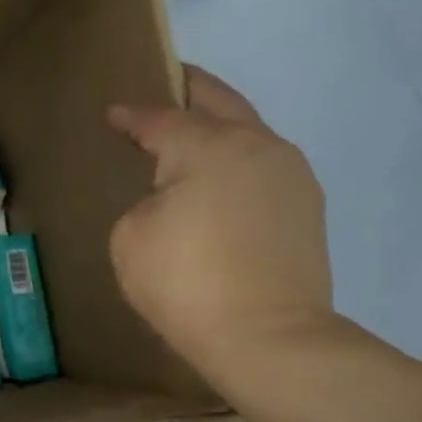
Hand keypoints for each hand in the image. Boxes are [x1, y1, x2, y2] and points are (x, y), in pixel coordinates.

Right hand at [108, 69, 334, 391]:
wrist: (269, 339)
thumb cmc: (186, 283)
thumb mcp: (131, 237)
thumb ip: (146, 200)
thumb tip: (174, 197)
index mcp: (209, 146)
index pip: (160, 119)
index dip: (132, 116)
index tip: (114, 115)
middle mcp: (257, 145)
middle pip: (219, 102)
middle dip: (190, 89)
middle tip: (166, 82)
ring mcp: (290, 174)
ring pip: (249, 130)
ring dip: (219, 124)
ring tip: (191, 132)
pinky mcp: (306, 206)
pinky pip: (263, 164)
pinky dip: (237, 158)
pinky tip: (219, 177)